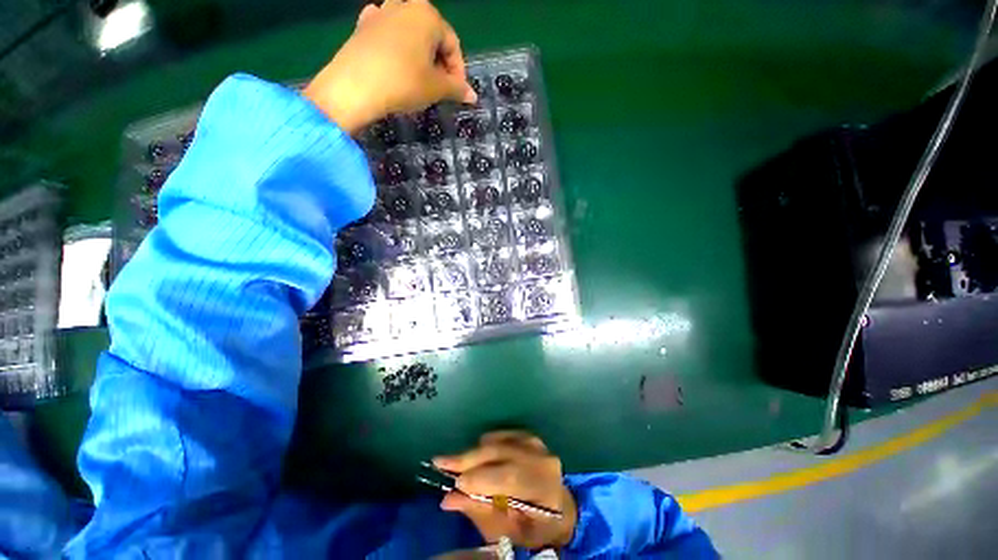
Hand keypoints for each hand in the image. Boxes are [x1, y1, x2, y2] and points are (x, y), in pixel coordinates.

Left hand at [303, 0, 476, 134]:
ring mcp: (381, 12)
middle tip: (440, 89)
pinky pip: (388, 35)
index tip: (457, 93)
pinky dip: (397, 49)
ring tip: (419, 80)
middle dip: (439, 64)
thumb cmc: (403, 82)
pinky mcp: (362, 26)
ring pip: (410, 35)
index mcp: (427, 14)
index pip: (453, 44)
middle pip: (431, 37)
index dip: (458, 71)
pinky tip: (396, 62)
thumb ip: (457, 89)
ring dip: (419, 57)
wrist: (354, 87)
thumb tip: (473, 96)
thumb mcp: (436, 88)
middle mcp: (405, 4)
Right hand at [433, 431, 577, 549]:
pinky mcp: (527, 436)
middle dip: (468, 458)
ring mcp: (535, 443)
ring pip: (498, 441)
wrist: (561, 508)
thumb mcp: (509, 530)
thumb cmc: (536, 527)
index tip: (455, 483)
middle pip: (500, 452)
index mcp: (543, 484)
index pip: (509, 477)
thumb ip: (479, 511)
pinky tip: (475, 455)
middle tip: (440, 462)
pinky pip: (501, 434)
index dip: (480, 478)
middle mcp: (541, 457)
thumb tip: (447, 499)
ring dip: (473, 452)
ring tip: (454, 462)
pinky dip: (485, 443)